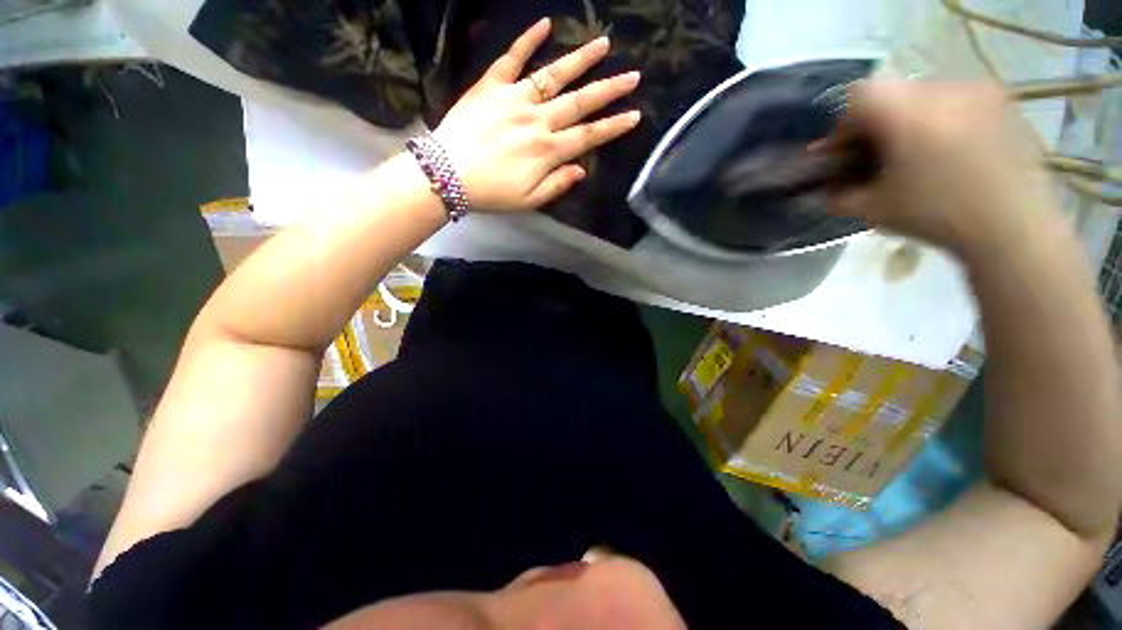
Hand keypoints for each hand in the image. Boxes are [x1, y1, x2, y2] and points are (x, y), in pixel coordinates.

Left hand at [431, 18, 641, 212]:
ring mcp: (514, 99)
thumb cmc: (491, 193)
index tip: (635, 115)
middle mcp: (537, 121)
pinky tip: (545, 24)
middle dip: (609, 89)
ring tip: (603, 43)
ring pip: (554, 75)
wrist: (446, 175)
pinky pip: (511, 59)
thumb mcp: (528, 201)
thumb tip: (580, 170)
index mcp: (547, 152)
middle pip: (580, 102)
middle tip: (633, 75)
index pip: (588, 136)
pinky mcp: (491, 86)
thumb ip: (556, 185)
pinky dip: (527, 40)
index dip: (613, 127)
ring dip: (580, 59)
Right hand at [830, 82, 1058, 253]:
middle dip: (876, 124)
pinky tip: (948, 150)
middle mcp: (942, 88)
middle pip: (891, 93)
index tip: (845, 155)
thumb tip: (826, 189)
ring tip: (916, 155)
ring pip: (922, 94)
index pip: (858, 97)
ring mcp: (976, 90)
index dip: (843, 126)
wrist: (1014, 227)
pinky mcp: (1000, 100)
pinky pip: (954, 99)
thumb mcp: (873, 210)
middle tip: (877, 157)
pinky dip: (940, 119)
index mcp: (907, 113)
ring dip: (908, 120)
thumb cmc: (938, 216)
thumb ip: (839, 196)